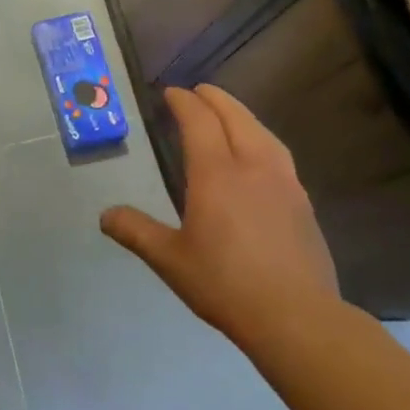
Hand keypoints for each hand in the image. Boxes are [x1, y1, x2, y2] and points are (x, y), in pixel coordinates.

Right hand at [101, 85, 339, 346]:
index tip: (170, 93)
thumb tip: (105, 215)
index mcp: (216, 173)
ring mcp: (284, 183)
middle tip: (199, 91)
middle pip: (235, 118)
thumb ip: (136, 232)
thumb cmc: (225, 283)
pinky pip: (279, 154)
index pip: (199, 121)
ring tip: (229, 114)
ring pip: (263, 133)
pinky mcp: (303, 203)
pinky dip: (262, 139)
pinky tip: (260, 155)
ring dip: (242, 115)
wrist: (296, 317)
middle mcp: (252, 166)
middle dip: (215, 99)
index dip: (183, 102)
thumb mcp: (169, 259)